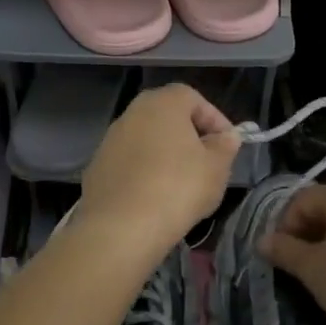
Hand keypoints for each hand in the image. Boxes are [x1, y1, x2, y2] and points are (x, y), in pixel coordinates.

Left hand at [77, 85, 239, 253]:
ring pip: (147, 140)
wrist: (120, 226)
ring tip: (182, 185)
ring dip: (165, 155)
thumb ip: (225, 146)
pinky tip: (155, 197)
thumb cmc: (178, 187)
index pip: (193, 98)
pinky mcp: (98, 166)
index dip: (214, 119)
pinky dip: (145, 172)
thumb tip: (226, 137)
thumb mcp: (216, 168)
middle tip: (207, 163)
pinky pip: (130, 162)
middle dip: (189, 136)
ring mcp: (110, 138)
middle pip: (167, 117)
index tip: (227, 144)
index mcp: (162, 103)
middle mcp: (132, 112)